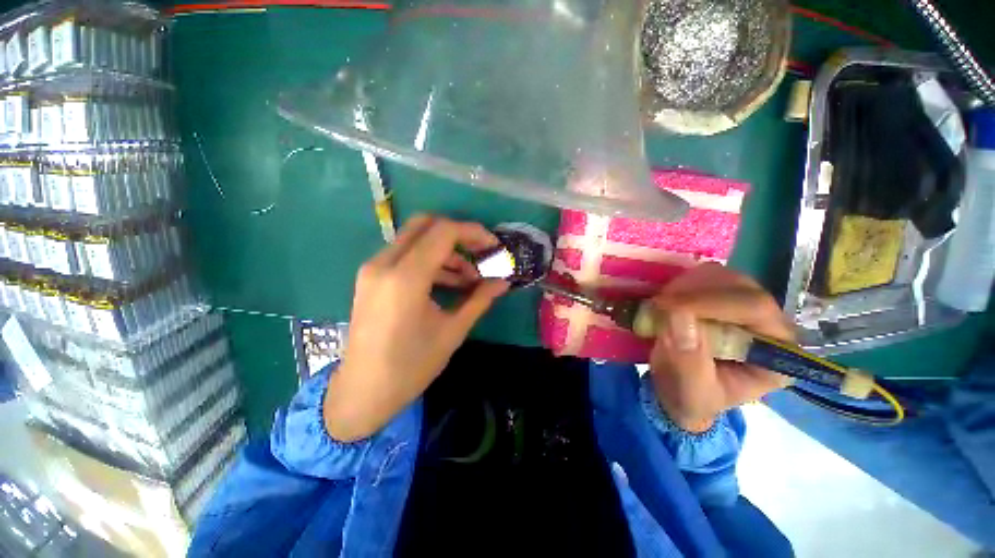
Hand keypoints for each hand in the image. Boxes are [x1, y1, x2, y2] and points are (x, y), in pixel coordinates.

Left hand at [324, 215, 508, 441]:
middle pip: (426, 224)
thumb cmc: (410, 366)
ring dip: (445, 250)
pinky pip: (405, 254)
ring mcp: (373, 268)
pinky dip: (430, 260)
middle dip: (459, 234)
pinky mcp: (371, 277)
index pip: (444, 232)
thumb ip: (479, 299)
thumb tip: (504, 282)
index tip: (493, 247)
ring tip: (468, 278)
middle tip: (480, 253)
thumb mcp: (452, 331)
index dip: (473, 233)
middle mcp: (384, 264)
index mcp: (405, 278)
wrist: (363, 391)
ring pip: (416, 238)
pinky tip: (448, 282)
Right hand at [648, 263, 793, 432]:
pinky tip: (666, 303)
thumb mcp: (690, 389)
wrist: (677, 391)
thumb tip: (678, 315)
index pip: (756, 309)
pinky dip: (679, 285)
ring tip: (661, 309)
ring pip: (720, 276)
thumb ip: (688, 358)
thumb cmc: (690, 397)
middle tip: (660, 306)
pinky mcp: (719, 297)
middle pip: (740, 286)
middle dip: (695, 293)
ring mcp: (743, 306)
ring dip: (684, 287)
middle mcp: (767, 323)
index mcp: (776, 353)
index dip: (712, 302)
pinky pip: (702, 277)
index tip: (668, 306)